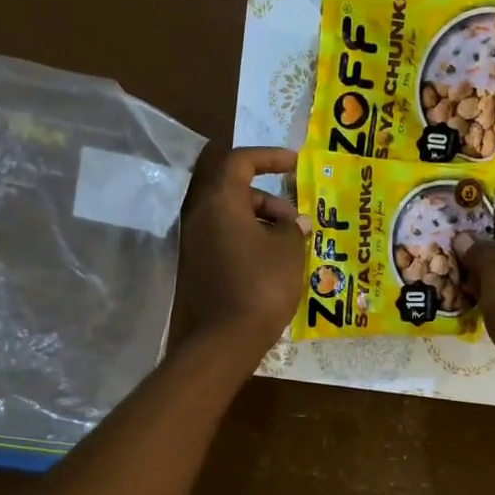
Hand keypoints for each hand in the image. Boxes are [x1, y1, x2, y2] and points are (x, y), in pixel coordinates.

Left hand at [175, 144, 306, 363]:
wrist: (229, 336)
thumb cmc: (263, 284)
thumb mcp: (289, 251)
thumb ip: (294, 228)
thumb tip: (297, 223)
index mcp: (221, 202)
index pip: (241, 162)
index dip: (269, 157)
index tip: (295, 164)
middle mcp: (202, 216)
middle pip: (236, 191)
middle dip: (269, 200)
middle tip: (296, 221)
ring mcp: (197, 243)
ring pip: (231, 218)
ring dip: (261, 222)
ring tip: (289, 244)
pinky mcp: (199, 267)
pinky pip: (226, 240)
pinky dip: (249, 241)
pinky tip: (272, 262)